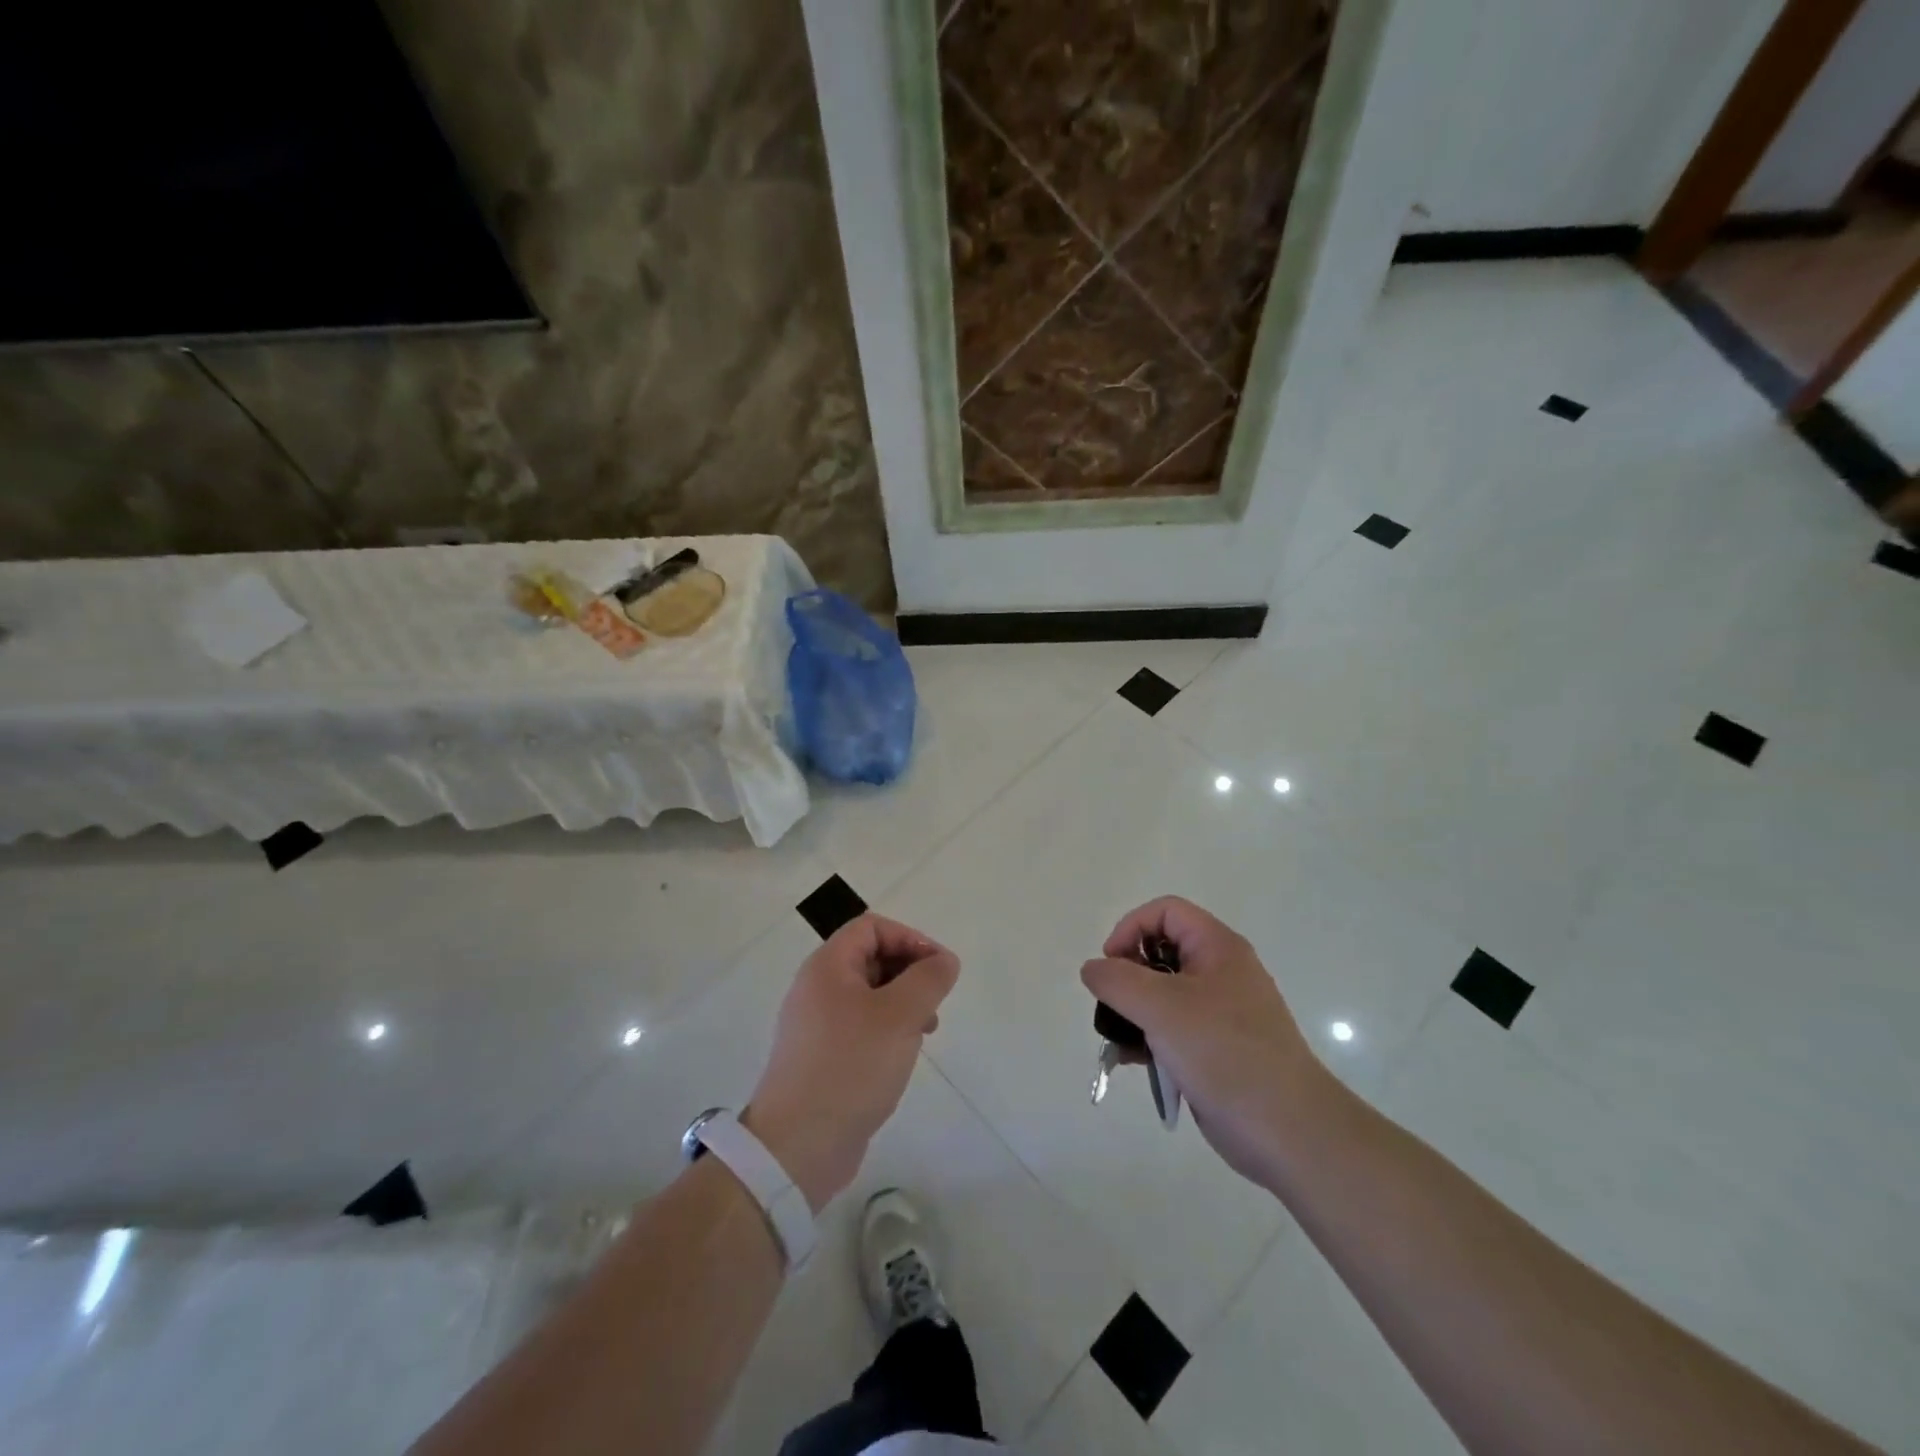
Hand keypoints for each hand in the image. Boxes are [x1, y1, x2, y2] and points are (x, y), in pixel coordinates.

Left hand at [745, 915, 958, 1212]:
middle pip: (871, 957)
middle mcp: (817, 987)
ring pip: (870, 994)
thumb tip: (945, 960)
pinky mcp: (822, 1056)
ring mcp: (817, 1024)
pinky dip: (887, 1030)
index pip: (872, 927)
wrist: (798, 1146)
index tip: (938, 968)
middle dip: (909, 972)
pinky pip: (860, 1026)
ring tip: (925, 1031)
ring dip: (903, 1003)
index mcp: (828, 966)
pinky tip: (902, 1056)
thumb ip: (928, 980)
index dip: (910, 938)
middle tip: (934, 1002)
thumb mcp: (899, 1016)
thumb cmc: (851, 1067)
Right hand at [1081, 896, 1329, 1184]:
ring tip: (1118, 1039)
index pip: (1165, 912)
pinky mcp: (1217, 1048)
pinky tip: (1134, 1062)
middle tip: (1114, 1004)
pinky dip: (1150, 1038)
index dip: (1131, 928)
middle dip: (1129, 974)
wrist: (1287, 1130)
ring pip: (1164, 994)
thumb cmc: (1224, 1053)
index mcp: (1218, 948)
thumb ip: (1117, 980)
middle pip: (1162, 951)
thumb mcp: (1161, 1007)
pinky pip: (1174, 1029)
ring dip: (1134, 1011)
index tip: (1112, 965)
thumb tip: (1093, 969)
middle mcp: (1222, 972)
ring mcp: (1222, 1013)